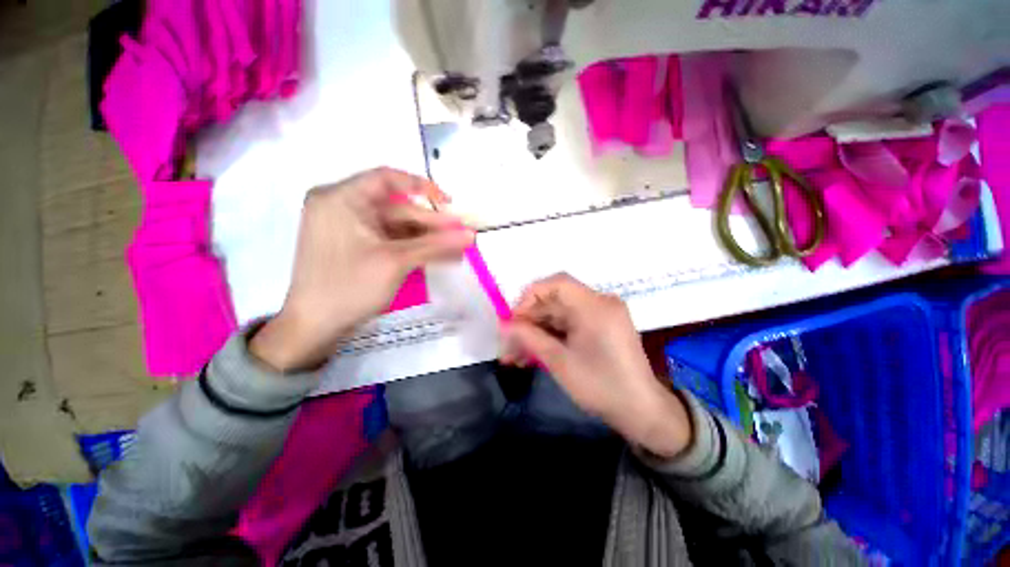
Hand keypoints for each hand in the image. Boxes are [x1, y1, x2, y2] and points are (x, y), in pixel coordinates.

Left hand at [251, 168, 474, 371]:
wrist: (315, 327)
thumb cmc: (350, 287)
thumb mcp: (396, 262)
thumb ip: (436, 245)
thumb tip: (471, 235)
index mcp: (341, 199)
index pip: (387, 178)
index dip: (421, 186)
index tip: (448, 203)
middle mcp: (343, 207)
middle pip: (397, 208)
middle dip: (431, 223)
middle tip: (462, 235)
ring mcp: (350, 229)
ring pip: (397, 227)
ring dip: (427, 238)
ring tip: (457, 250)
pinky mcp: (357, 247)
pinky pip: (391, 240)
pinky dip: (414, 248)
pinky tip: (438, 256)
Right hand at [501, 274, 691, 458]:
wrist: (642, 412)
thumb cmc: (601, 387)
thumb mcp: (559, 362)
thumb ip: (529, 338)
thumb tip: (505, 325)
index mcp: (595, 306)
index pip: (556, 283)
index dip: (530, 296)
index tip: (513, 319)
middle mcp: (600, 303)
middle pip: (555, 301)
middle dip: (529, 321)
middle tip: (508, 343)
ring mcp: (602, 315)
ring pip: (559, 314)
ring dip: (537, 331)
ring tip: (516, 355)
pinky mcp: (601, 327)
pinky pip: (570, 324)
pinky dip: (552, 335)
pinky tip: (535, 353)